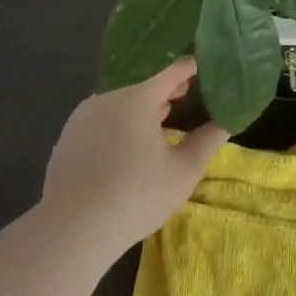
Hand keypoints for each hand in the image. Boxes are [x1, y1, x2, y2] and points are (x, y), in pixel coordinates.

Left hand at [39, 58, 228, 252]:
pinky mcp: (68, 136)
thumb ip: (208, 140)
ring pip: (120, 100)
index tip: (205, 66)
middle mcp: (107, 97)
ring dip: (142, 105)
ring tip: (163, 116)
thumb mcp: (184, 170)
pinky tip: (130, 144)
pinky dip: (121, 121)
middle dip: (166, 86)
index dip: (190, 67)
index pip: (170, 69)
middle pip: (142, 82)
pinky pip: (102, 118)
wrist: (73, 228)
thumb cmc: (137, 196)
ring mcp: (83, 116)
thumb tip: (227, 120)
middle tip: (188, 90)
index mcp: (136, 97)